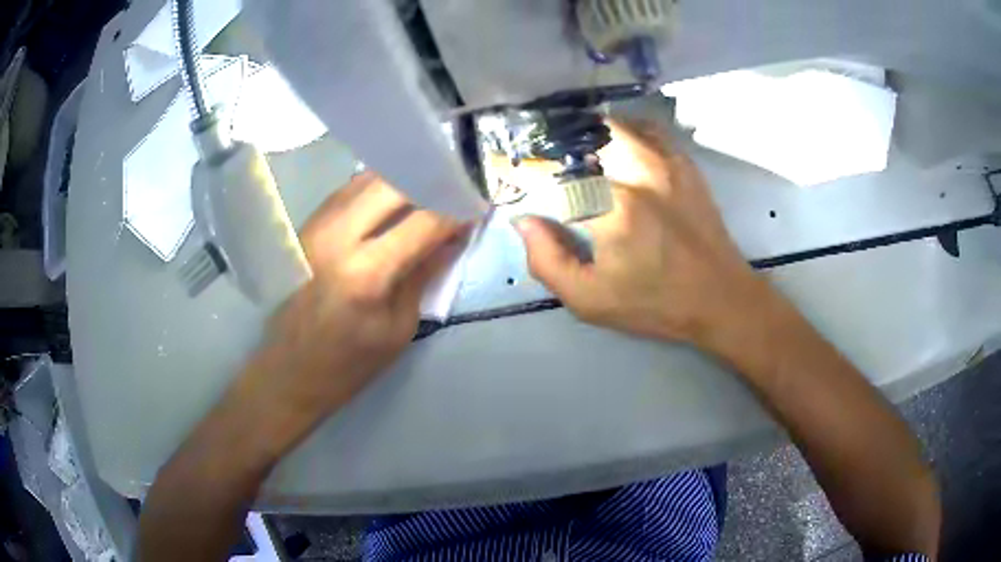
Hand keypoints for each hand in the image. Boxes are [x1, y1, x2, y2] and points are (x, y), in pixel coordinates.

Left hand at [240, 172, 465, 431]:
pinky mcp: (306, 224)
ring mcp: (317, 225)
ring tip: (428, 192)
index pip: (425, 220)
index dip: (457, 209)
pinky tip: (393, 202)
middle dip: (431, 183)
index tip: (477, 206)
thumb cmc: (348, 363)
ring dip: (404, 180)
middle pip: (396, 182)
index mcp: (367, 272)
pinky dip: (377, 189)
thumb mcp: (399, 327)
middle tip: (453, 193)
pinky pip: (350, 190)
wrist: (289, 370)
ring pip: (370, 178)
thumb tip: (454, 236)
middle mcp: (338, 236)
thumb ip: (426, 273)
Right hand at [515, 121, 767, 345]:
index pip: (551, 172)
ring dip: (586, 134)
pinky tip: (614, 150)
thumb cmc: (655, 303)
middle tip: (543, 163)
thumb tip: (524, 221)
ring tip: (574, 153)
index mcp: (612, 208)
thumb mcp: (590, 300)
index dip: (524, 170)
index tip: (509, 174)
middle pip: (581, 134)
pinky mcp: (683, 162)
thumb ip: (548, 261)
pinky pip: (645, 129)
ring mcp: (665, 161)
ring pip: (613, 124)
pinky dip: (622, 132)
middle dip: (554, 144)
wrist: (720, 297)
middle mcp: (638, 171)